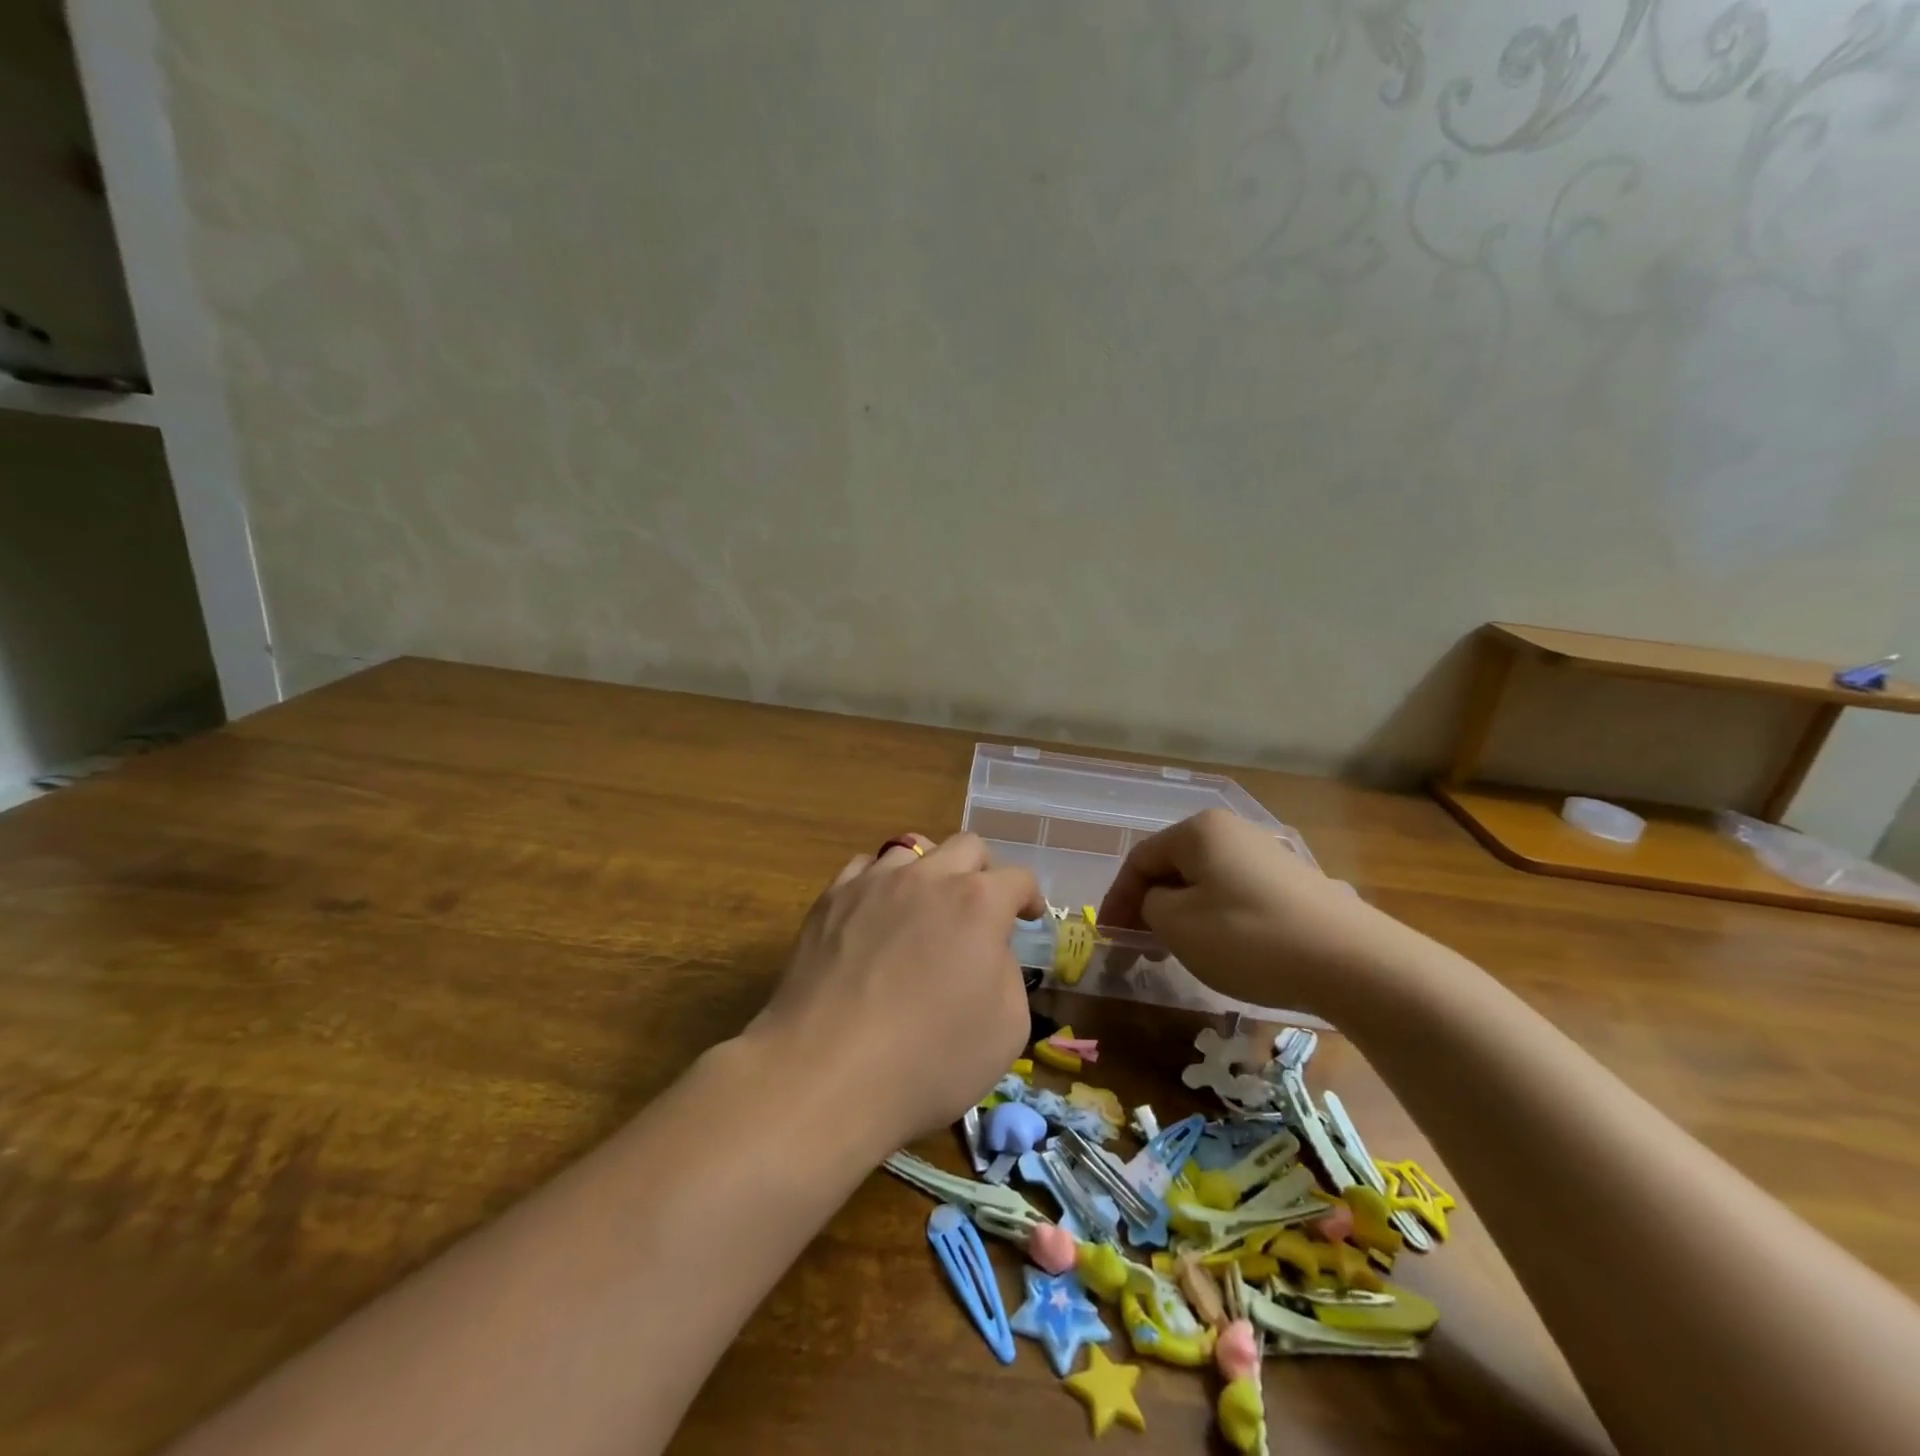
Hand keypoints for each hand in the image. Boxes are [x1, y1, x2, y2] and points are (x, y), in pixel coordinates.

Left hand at [748, 833, 1042, 1150]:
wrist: (827, 1073)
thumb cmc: (930, 1059)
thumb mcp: (1008, 1027)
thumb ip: (1008, 972)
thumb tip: (988, 951)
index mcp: (978, 902)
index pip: (1017, 879)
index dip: (1029, 898)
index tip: (1027, 918)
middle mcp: (927, 877)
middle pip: (966, 846)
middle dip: (983, 871)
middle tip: (981, 907)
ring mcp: (873, 882)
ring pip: (910, 848)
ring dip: (929, 871)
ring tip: (924, 906)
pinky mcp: (830, 900)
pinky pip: (863, 869)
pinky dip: (880, 883)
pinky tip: (876, 914)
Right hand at [1097, 808, 1393, 1018]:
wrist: (1353, 962)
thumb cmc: (1248, 937)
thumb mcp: (1177, 925)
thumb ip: (1149, 906)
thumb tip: (1157, 903)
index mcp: (1199, 831)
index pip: (1140, 859)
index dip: (1117, 899)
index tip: (1108, 937)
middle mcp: (1233, 831)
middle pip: (1174, 867)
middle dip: (1150, 906)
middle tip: (1139, 947)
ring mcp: (1267, 855)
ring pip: (1205, 882)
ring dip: (1181, 915)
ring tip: (1176, 951)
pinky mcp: (1294, 883)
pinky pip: (1236, 895)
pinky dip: (1215, 919)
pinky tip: (1222, 949)